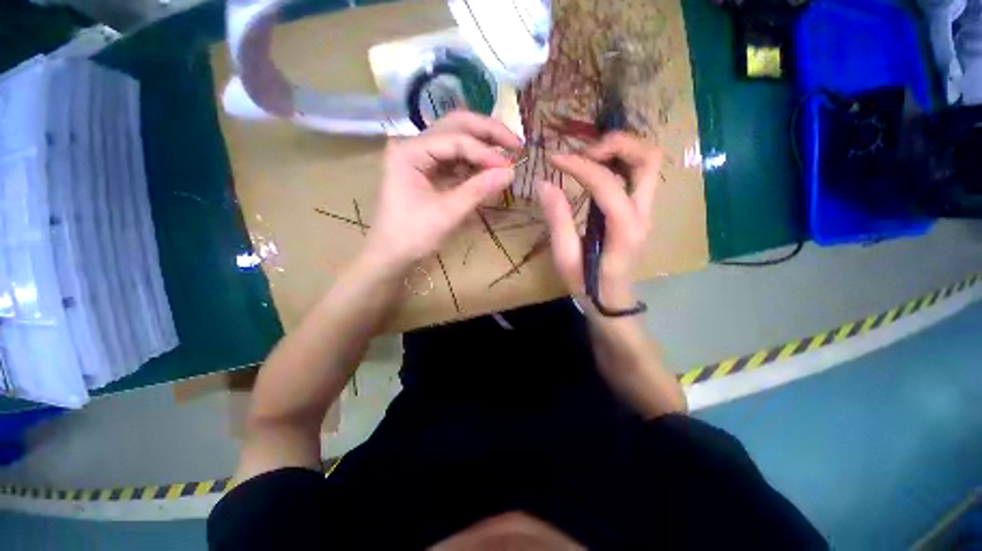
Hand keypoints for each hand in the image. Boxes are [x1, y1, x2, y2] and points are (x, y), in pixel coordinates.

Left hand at [362, 112, 520, 273]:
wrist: (391, 255)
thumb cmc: (412, 236)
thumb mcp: (447, 214)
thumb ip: (478, 190)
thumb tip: (511, 172)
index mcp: (409, 151)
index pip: (455, 140)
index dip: (485, 152)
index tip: (511, 166)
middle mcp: (413, 145)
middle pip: (455, 125)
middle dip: (488, 132)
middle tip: (516, 143)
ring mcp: (420, 156)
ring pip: (456, 138)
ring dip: (483, 144)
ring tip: (508, 153)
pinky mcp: (427, 170)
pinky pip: (454, 158)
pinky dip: (474, 161)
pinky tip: (490, 167)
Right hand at [537, 132, 662, 308]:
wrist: (610, 298)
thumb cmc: (586, 282)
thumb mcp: (565, 256)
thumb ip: (557, 219)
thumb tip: (544, 183)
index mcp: (624, 229)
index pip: (607, 183)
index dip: (579, 165)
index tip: (554, 160)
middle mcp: (643, 214)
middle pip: (648, 159)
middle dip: (616, 144)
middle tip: (584, 152)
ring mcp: (645, 210)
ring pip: (647, 161)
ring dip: (620, 149)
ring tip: (588, 156)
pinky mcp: (640, 209)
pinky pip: (637, 173)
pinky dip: (619, 160)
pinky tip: (596, 167)